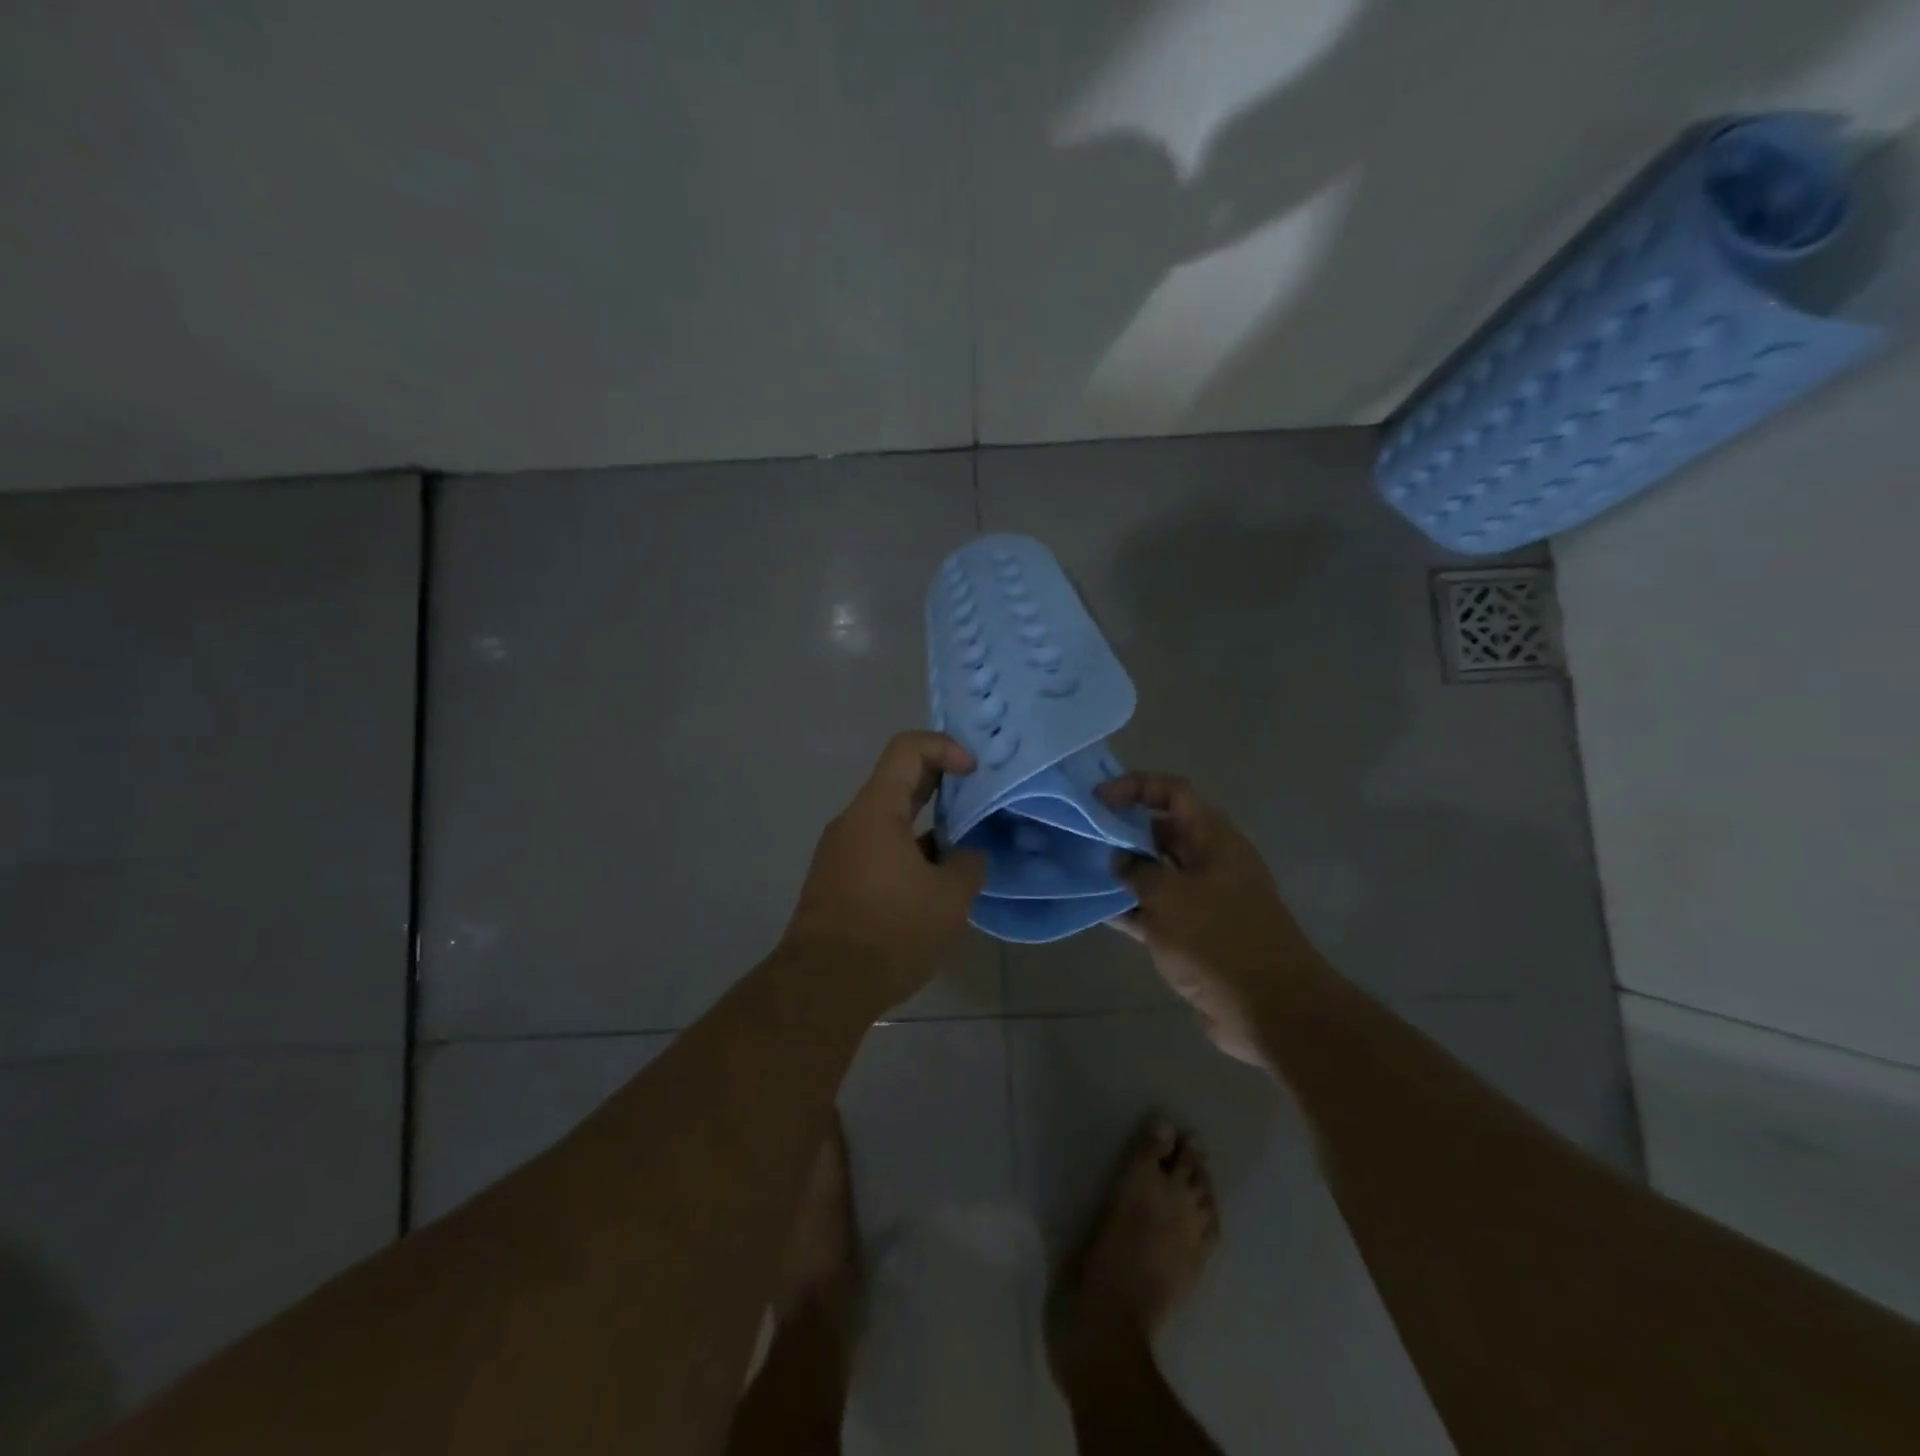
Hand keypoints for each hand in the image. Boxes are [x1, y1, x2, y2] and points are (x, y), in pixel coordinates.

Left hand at [781, 732, 988, 1008]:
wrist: (824, 987)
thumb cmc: (891, 930)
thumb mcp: (949, 897)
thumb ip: (968, 864)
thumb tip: (968, 854)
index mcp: (876, 810)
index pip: (907, 749)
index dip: (945, 747)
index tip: (975, 772)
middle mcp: (852, 822)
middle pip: (899, 782)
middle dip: (942, 785)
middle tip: (979, 800)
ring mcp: (840, 852)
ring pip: (890, 821)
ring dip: (928, 826)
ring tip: (964, 850)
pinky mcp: (836, 881)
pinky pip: (878, 850)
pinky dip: (909, 853)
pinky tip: (934, 884)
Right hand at [1098, 772, 1319, 1068]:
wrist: (1270, 1011)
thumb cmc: (1219, 940)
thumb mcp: (1169, 897)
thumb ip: (1136, 870)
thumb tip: (1118, 859)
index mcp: (1214, 839)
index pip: (1173, 793)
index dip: (1135, 787)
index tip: (1097, 800)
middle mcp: (1209, 862)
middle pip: (1162, 831)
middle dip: (1123, 830)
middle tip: (1081, 837)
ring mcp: (1202, 899)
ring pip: (1155, 872)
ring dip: (1122, 871)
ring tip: (1080, 870)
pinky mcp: (1194, 934)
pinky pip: (1155, 909)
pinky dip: (1129, 907)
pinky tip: (1095, 909)